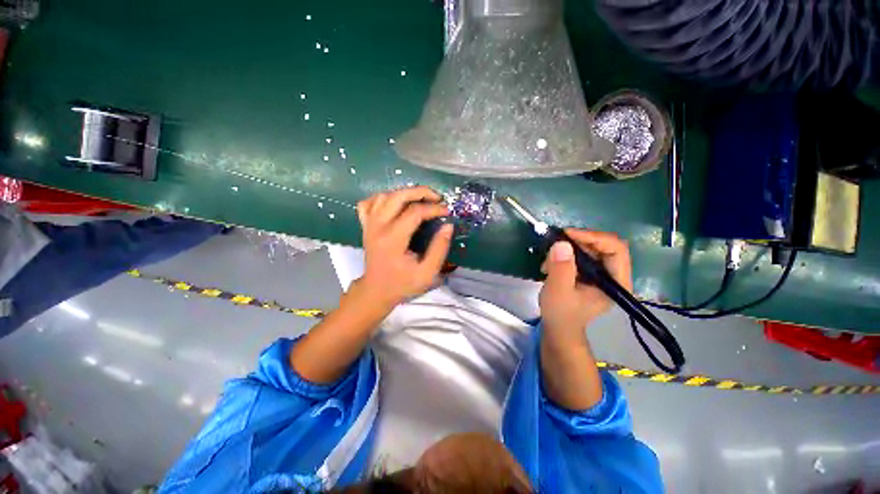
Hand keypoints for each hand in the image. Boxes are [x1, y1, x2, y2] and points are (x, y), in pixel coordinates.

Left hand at [356, 186, 452, 308]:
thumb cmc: (402, 284)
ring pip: (384, 195)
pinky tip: (395, 203)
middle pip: (398, 196)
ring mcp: (368, 224)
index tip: (447, 211)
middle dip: (421, 192)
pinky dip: (383, 197)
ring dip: (405, 193)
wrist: (376, 291)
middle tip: (437, 197)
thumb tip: (448, 226)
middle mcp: (378, 227)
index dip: (434, 208)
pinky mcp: (365, 225)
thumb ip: (439, 249)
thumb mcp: (427, 273)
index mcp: (393, 239)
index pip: (414, 212)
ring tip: (421, 199)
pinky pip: (369, 202)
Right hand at [539, 229, 631, 337]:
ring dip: (567, 248)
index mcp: (617, 282)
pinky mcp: (589, 273)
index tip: (567, 235)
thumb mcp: (558, 291)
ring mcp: (601, 273)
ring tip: (548, 259)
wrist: (558, 328)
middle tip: (555, 243)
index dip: (593, 237)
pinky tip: (550, 263)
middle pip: (603, 245)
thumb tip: (562, 243)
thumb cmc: (561, 314)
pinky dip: (565, 254)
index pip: (616, 249)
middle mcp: (614, 275)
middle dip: (577, 242)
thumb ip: (561, 268)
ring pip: (590, 248)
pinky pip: (581, 254)